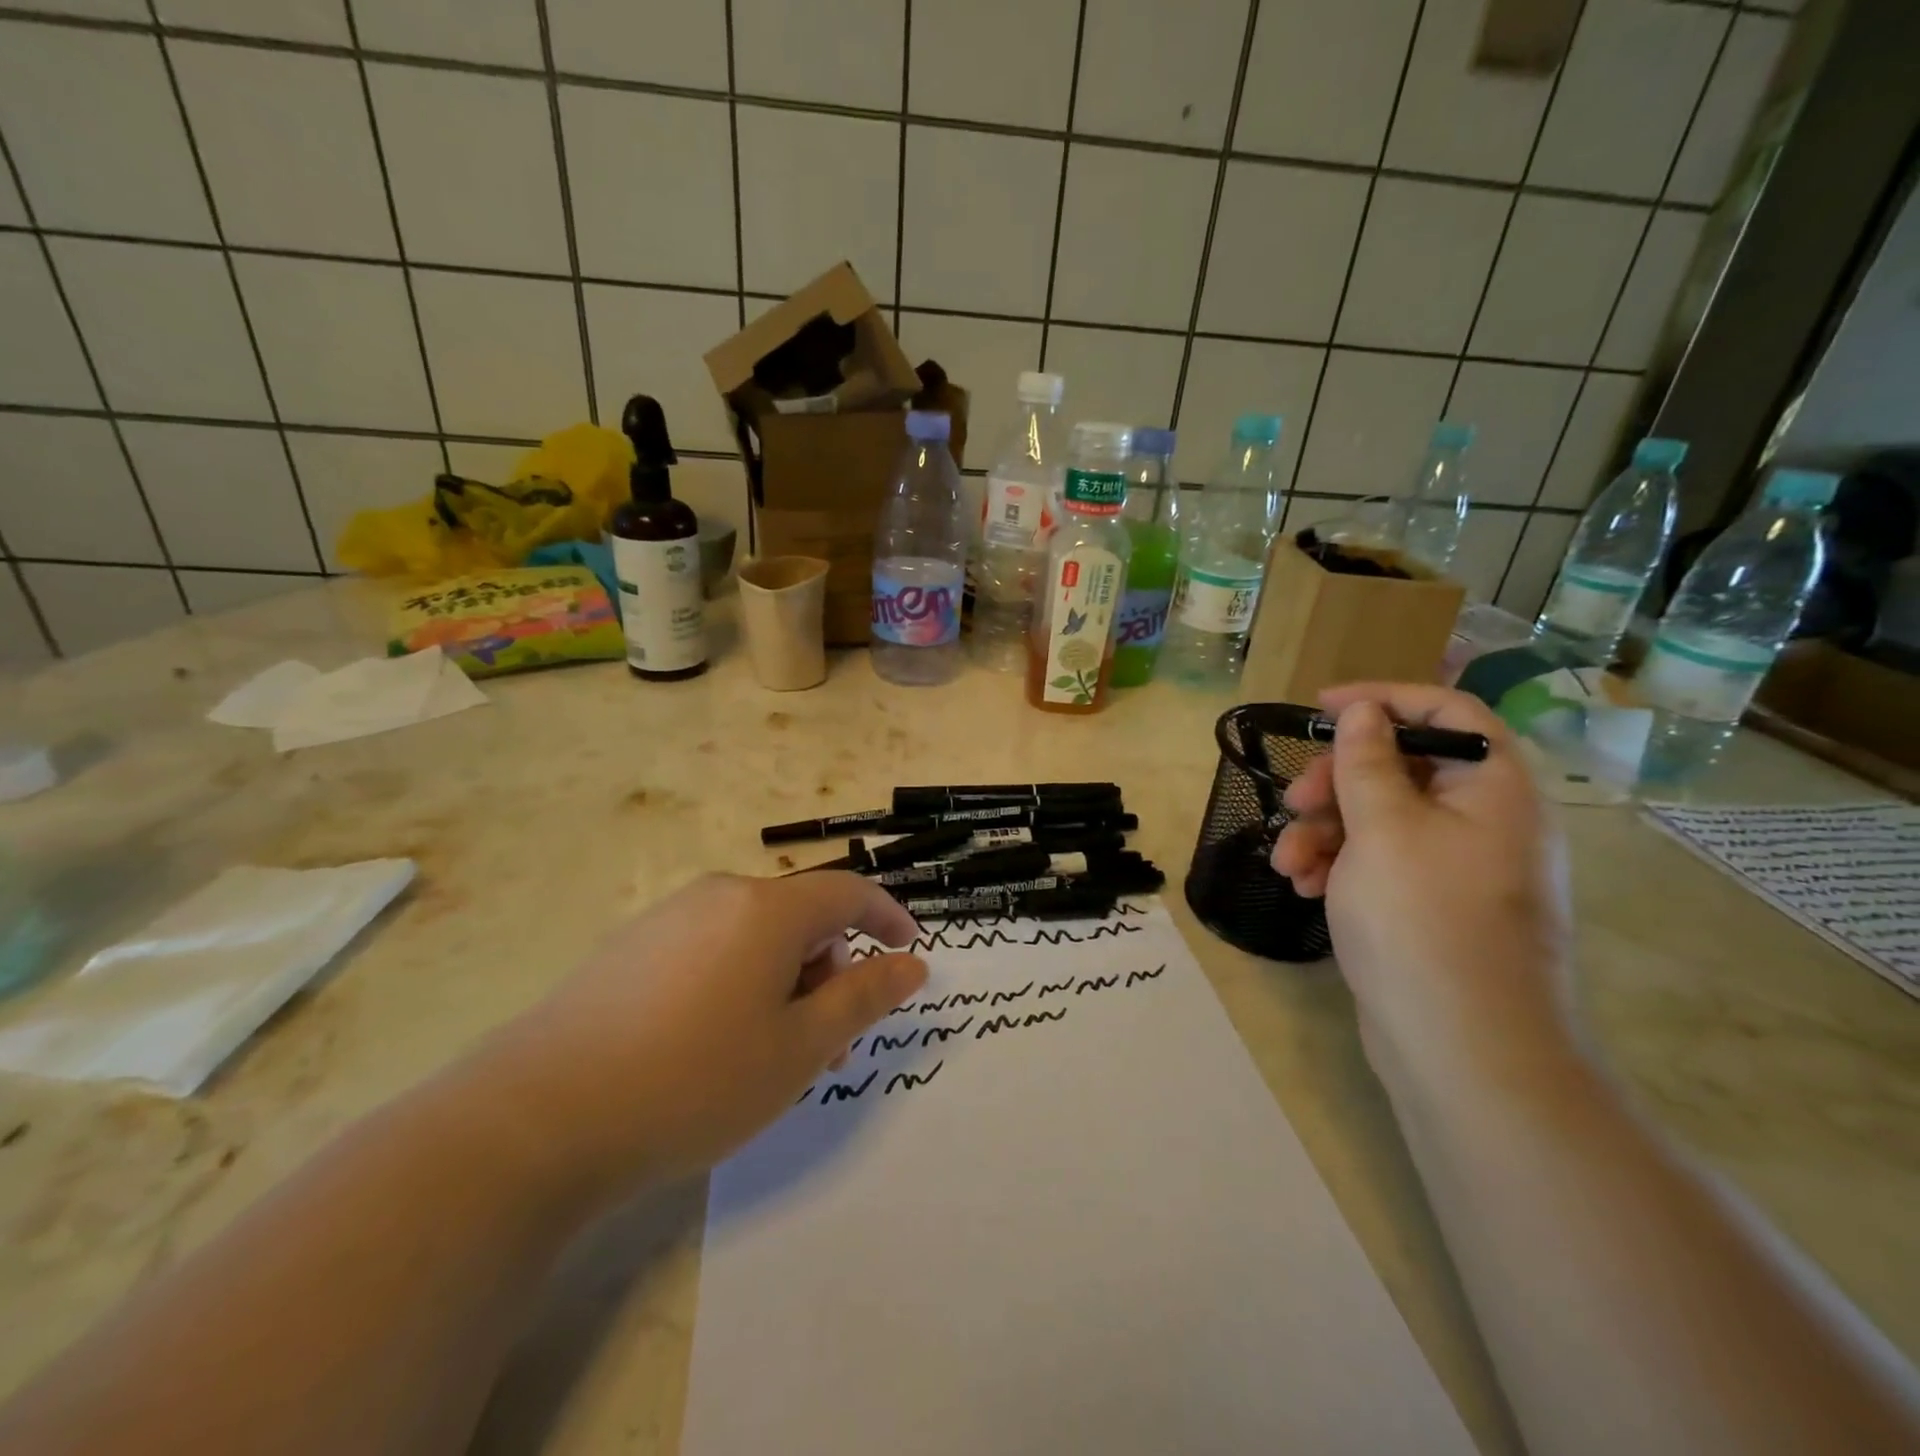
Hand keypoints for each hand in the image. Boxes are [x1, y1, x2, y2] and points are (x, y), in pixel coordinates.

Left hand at [475, 872, 926, 1200]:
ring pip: (754, 938)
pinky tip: (715, 1046)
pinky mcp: (630, 949)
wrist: (536, 1120)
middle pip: (799, 918)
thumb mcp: (799, 1048)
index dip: (888, 917)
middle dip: (831, 970)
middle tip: (832, 1043)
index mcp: (767, 909)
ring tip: (775, 1056)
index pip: (848, 893)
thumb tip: (910, 963)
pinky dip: (740, 984)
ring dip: (786, 984)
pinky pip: (711, 950)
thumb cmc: (694, 1080)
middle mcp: (719, 896)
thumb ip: (863, 998)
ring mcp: (668, 918)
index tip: (911, 950)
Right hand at [1270, 684, 1573, 1091]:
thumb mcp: (1382, 828)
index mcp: (1494, 788)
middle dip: (1336, 781)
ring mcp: (1459, 867)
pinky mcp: (1432, 905)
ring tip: (1287, 862)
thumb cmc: (1423, 921)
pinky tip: (1303, 886)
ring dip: (1325, 830)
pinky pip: (1381, 862)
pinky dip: (1340, 865)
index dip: (1382, 699)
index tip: (1318, 707)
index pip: (1446, 712)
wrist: (1463, 1049)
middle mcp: (1485, 820)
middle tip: (1293, 801)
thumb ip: (1367, 761)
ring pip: (1381, 818)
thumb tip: (1364, 711)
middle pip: (1402, 767)